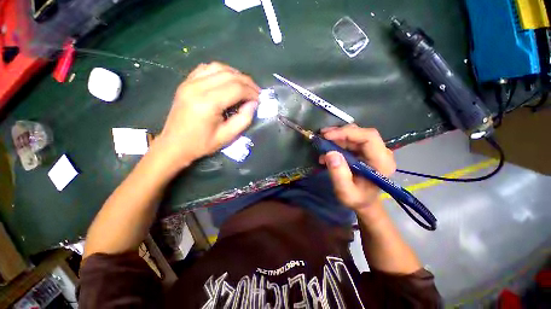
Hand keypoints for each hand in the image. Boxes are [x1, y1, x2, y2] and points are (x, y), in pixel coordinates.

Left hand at [156, 62, 259, 167]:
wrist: (174, 145)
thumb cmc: (202, 144)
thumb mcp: (228, 136)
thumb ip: (244, 119)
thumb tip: (253, 103)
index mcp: (208, 103)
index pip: (236, 88)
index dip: (251, 92)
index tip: (259, 99)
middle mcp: (197, 87)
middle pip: (229, 75)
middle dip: (247, 82)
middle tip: (256, 92)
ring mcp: (189, 82)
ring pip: (219, 68)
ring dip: (236, 75)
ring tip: (245, 86)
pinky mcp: (186, 82)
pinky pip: (207, 68)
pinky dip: (221, 71)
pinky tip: (228, 80)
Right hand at [319, 124, 395, 211]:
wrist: (363, 201)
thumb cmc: (357, 199)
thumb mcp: (346, 192)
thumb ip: (339, 175)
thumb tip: (330, 153)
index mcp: (382, 162)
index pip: (368, 137)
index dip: (347, 133)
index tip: (327, 136)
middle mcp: (381, 152)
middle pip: (361, 133)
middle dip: (340, 133)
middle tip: (322, 136)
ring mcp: (373, 150)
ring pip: (355, 134)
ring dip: (337, 136)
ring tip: (322, 143)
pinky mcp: (365, 150)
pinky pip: (351, 140)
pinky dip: (337, 141)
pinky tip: (327, 150)